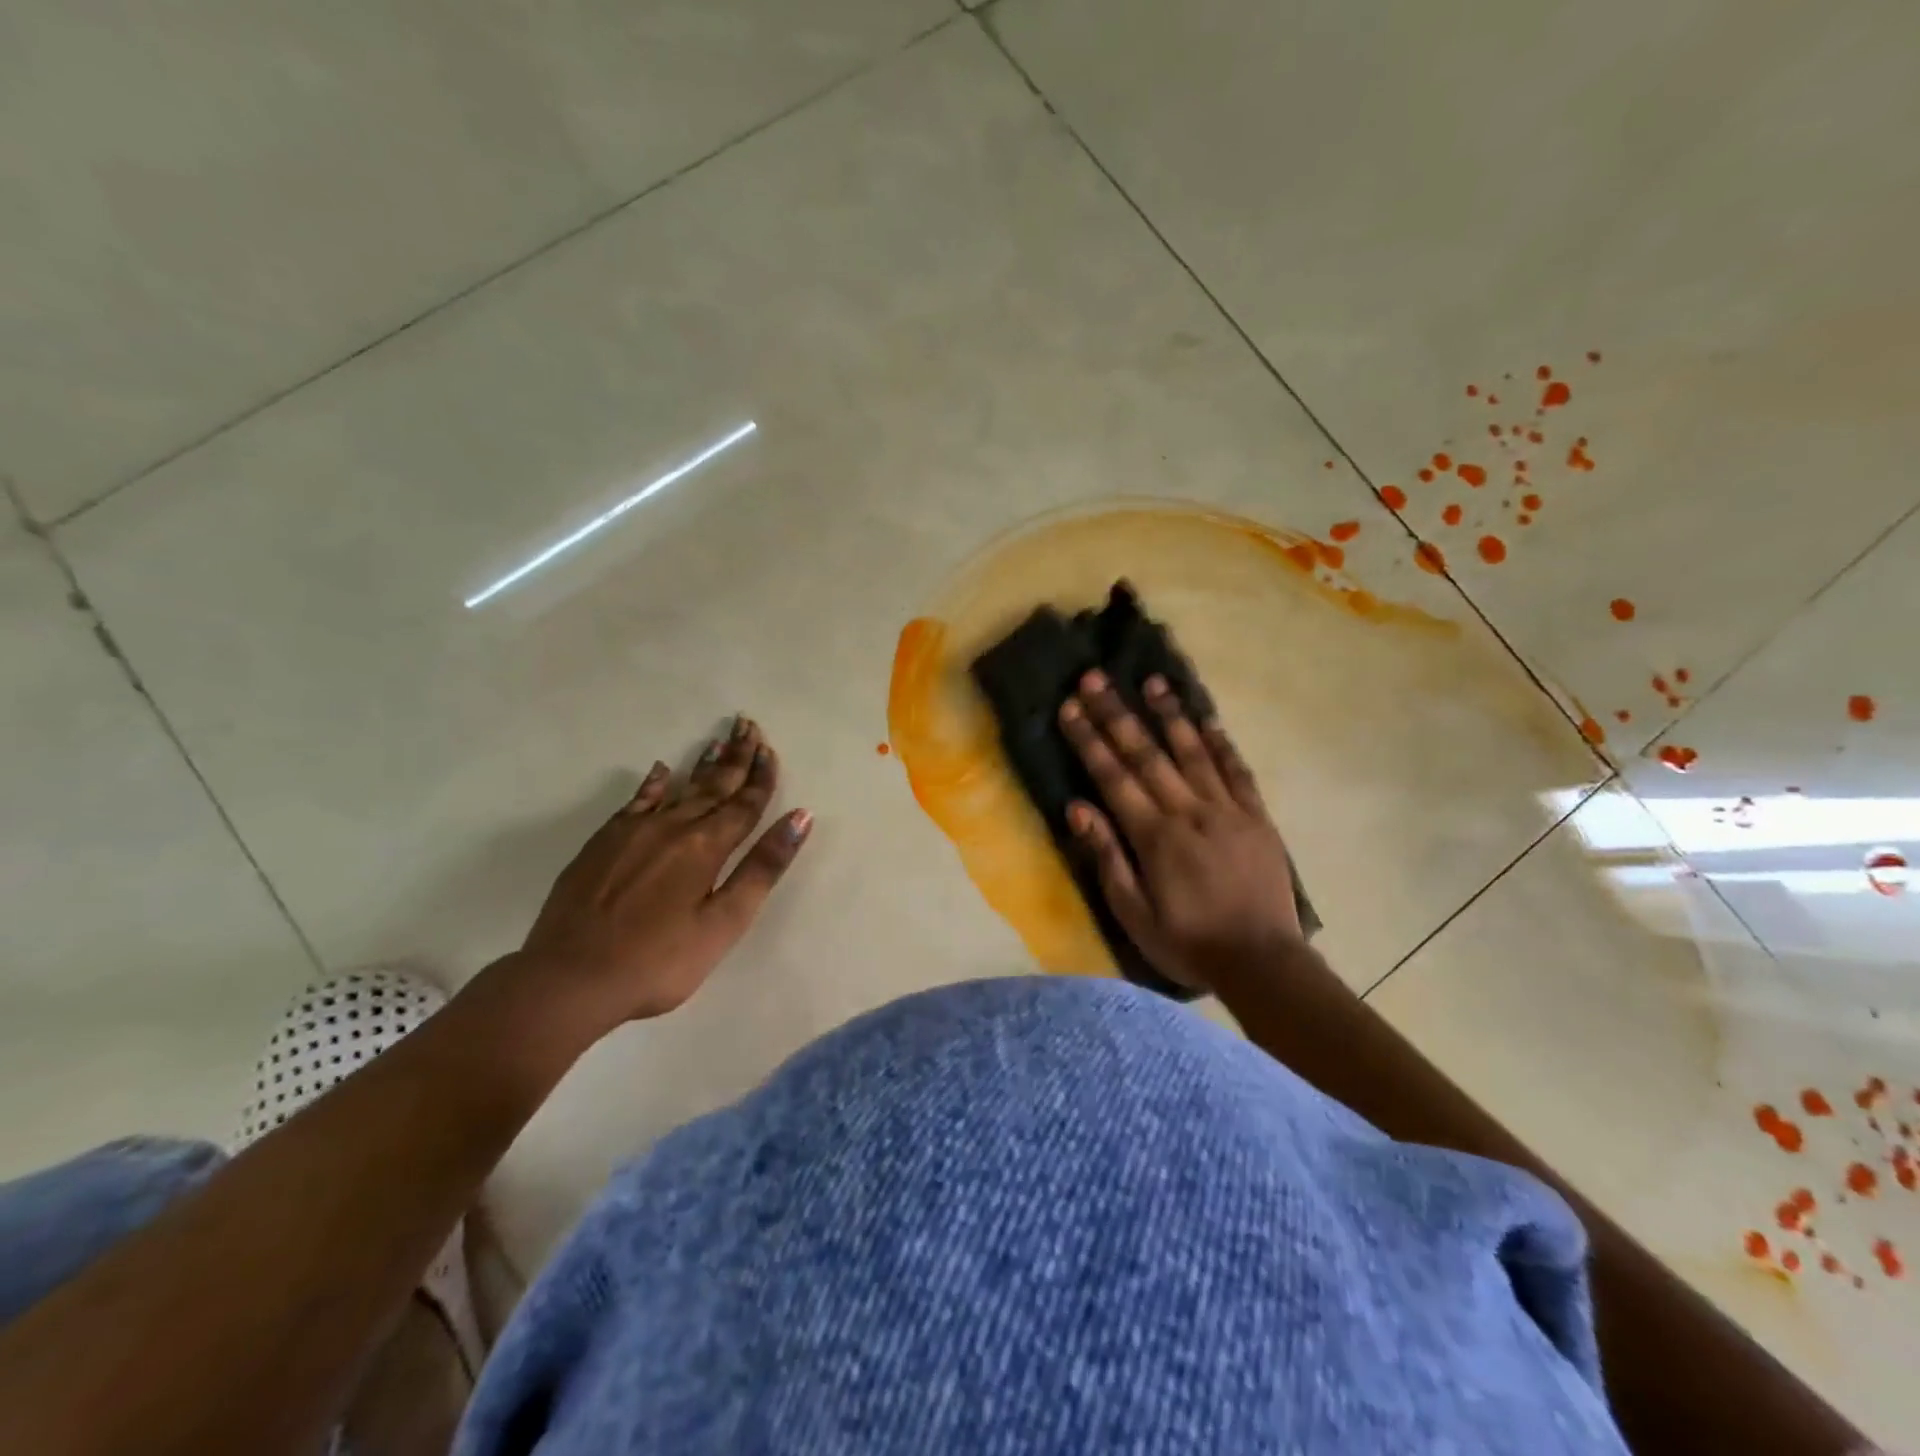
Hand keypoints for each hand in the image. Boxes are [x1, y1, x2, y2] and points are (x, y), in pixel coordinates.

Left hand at [520, 717, 810, 1026]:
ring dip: (703, 765)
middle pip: (714, 786)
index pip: (745, 803)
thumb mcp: (724, 923)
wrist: (569, 978)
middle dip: (736, 757)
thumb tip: (800, 817)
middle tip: (749, 726)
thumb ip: (762, 868)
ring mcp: (634, 832)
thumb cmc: (659, 960)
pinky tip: (660, 771)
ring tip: (718, 741)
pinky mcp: (604, 842)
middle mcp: (673, 827)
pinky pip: (636, 802)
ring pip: (679, 788)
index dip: (761, 777)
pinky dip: (653, 784)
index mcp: (707, 846)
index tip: (770, 748)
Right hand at [1057, 670, 1300, 990]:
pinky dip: (1221, 742)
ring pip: (1193, 751)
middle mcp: (1188, 811)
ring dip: (1170, 714)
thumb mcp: (1134, 914)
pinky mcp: (1256, 817)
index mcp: (1154, 836)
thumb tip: (1077, 808)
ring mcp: (1227, 810)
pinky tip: (1207, 718)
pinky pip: (1237, 771)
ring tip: (1152, 681)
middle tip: (1096, 677)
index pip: (1113, 777)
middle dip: (1117, 713)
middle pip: (1147, 753)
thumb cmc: (1187, 943)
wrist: (1262, 962)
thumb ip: (1107, 858)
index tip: (1070, 707)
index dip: (1089, 739)